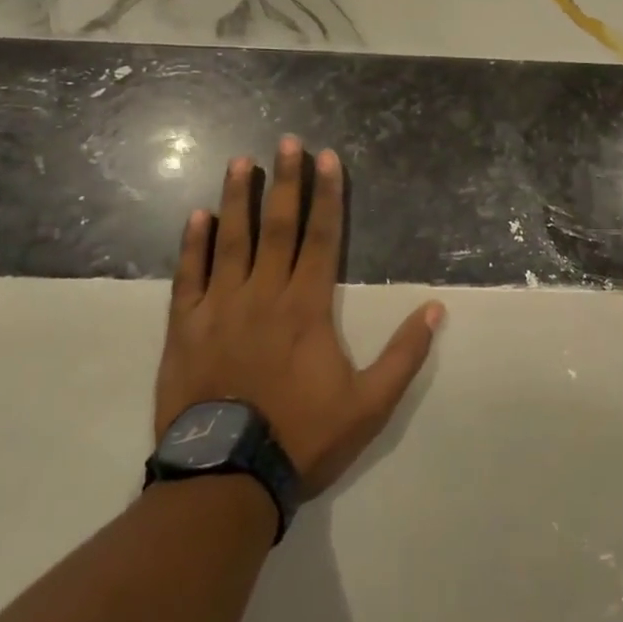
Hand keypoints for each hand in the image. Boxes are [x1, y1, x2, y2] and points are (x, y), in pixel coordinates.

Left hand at [157, 137, 443, 496]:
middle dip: (286, 181)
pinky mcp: (186, 327)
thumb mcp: (369, 405)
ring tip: (241, 162)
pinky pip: (189, 276)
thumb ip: (404, 355)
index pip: (323, 237)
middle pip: (278, 226)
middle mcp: (265, 294)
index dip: (327, 194)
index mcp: (308, 306)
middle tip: (287, 141)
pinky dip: (193, 244)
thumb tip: (436, 309)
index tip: (327, 158)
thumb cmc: (302, 437)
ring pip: (231, 240)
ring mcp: (221, 307)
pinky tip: (196, 215)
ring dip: (238, 198)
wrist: (225, 480)